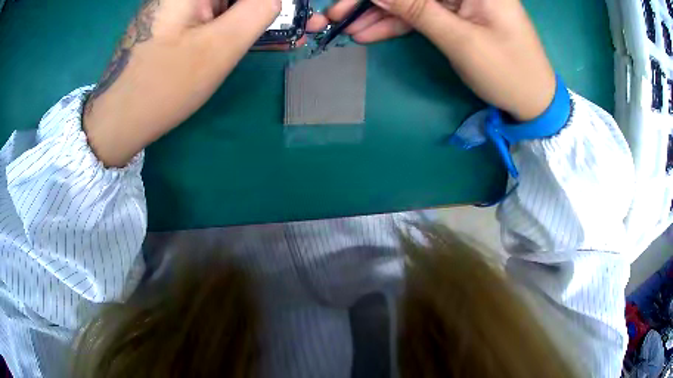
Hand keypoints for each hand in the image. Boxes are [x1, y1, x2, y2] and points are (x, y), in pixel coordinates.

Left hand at [84, 0, 308, 166]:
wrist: (119, 121)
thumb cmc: (165, 84)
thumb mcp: (220, 46)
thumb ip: (257, 11)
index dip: (270, 2)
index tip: (292, 15)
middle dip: (267, 8)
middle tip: (296, 27)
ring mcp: (177, 5)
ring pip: (227, 4)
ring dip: (255, 17)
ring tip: (281, 37)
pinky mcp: (175, 21)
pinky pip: (214, 15)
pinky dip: (236, 25)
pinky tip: (252, 39)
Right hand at [320, 0, 555, 121]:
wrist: (531, 102)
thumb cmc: (507, 71)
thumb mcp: (460, 39)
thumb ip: (416, 9)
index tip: (346, 2)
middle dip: (372, 1)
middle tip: (335, 15)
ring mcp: (459, 1)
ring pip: (410, 2)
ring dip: (378, 14)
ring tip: (345, 28)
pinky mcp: (455, 16)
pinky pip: (420, 15)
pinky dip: (395, 25)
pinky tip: (368, 33)